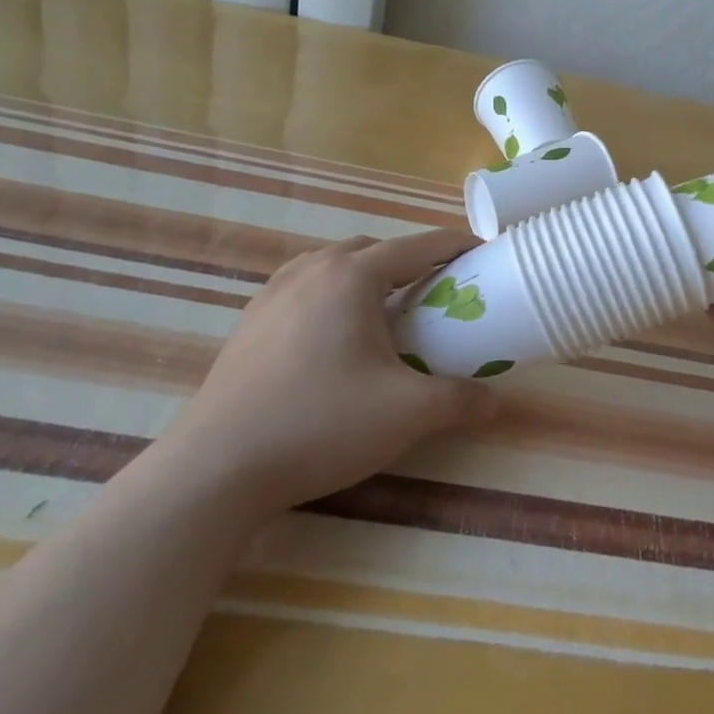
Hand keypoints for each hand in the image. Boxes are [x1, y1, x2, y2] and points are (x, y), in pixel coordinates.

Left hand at [165, 231, 500, 519]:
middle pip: (374, 249)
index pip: (418, 246)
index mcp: (353, 276)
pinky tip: (334, 336)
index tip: (482, 252)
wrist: (217, 467)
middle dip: (410, 261)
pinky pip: (304, 288)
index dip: (455, 246)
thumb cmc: (321, 424)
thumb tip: (496, 403)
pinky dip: (332, 295)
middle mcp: (312, 270)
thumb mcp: (407, 414)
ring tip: (385, 313)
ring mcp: (273, 293)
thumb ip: (460, 401)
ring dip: (367, 276)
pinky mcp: (250, 321)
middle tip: (436, 293)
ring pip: (333, 265)